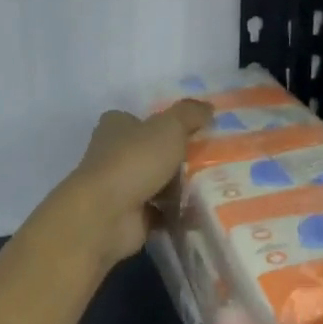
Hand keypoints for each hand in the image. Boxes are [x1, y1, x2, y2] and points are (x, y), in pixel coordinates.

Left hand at [52, 100, 211, 271]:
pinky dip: (178, 213)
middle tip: (214, 158)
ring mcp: (121, 187)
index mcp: (116, 126)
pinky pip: (162, 212)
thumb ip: (189, 114)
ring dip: (180, 186)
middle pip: (152, 152)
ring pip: (158, 182)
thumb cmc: (134, 160)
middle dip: (178, 157)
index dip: (165, 123)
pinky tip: (203, 210)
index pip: (140, 120)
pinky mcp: (130, 216)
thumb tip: (209, 106)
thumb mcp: (169, 127)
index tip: (195, 130)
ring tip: (216, 184)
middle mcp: (114, 154)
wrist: (107, 215)